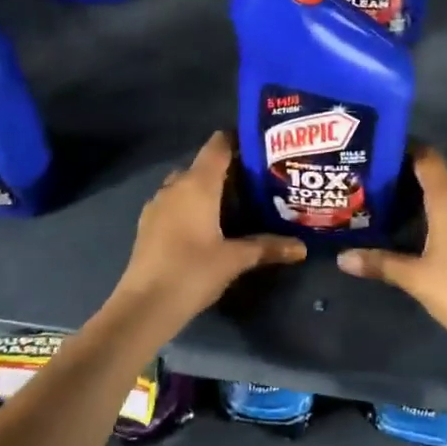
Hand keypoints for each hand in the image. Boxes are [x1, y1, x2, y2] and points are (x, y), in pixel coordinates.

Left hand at [110, 131, 305, 336]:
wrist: (144, 305)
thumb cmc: (193, 271)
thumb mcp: (235, 259)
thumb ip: (268, 247)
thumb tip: (301, 247)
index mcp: (197, 183)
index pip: (218, 144)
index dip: (238, 140)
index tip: (262, 148)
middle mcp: (175, 185)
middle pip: (204, 165)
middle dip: (228, 170)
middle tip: (257, 182)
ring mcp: (158, 204)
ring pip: (187, 185)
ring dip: (208, 190)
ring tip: (236, 204)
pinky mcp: (148, 224)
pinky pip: (175, 203)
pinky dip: (192, 206)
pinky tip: (208, 226)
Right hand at [338, 148, 446, 379]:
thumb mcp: (414, 278)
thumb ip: (378, 262)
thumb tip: (342, 258)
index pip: (427, 157)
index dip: (404, 148)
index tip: (377, 150)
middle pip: (437, 175)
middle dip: (406, 175)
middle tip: (372, 181)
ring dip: (422, 196)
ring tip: (388, 204)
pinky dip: (438, 213)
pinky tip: (417, 230)